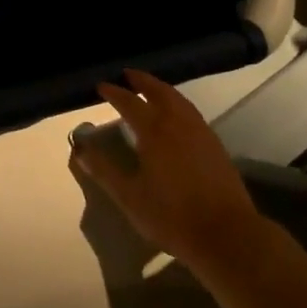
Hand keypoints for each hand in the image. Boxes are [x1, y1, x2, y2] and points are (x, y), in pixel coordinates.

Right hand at [71, 69, 267, 265]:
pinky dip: (178, 104)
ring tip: (151, 88)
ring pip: (180, 101)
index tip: (102, 85)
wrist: (225, 233)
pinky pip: (192, 113)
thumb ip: (105, 171)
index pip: (130, 104)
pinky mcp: (215, 145)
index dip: (115, 93)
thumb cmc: (171, 216)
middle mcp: (178, 125)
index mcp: (154, 133)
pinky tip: (176, 116)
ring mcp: (201, 133)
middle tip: (128, 74)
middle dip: (143, 81)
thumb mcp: (130, 197)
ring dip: (163, 89)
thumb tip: (81, 151)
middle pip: (160, 92)